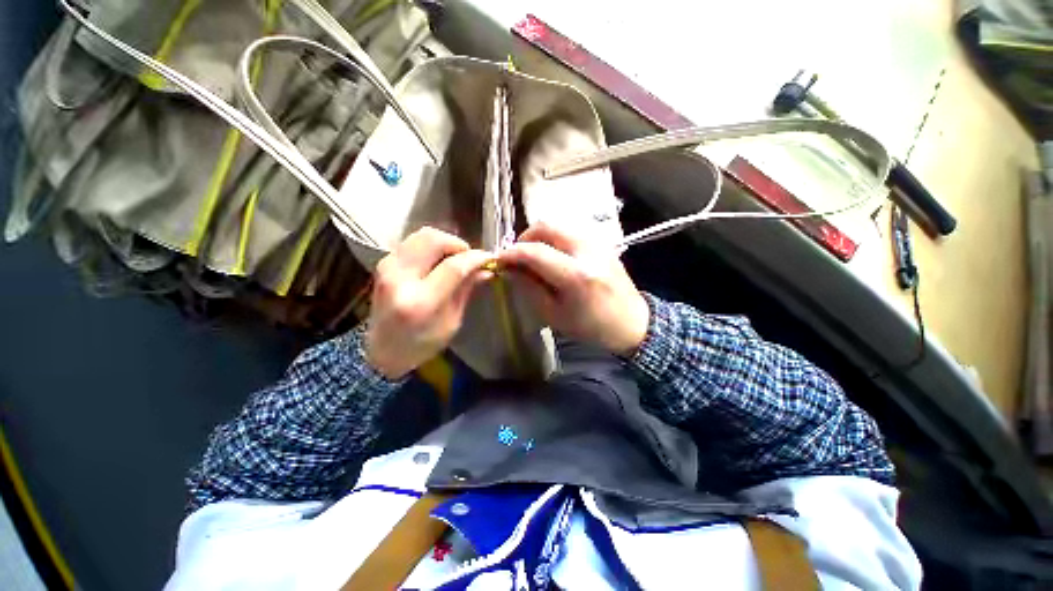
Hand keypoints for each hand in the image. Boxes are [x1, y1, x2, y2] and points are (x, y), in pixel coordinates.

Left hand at [366, 227, 492, 378]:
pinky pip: (412, 242)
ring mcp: (387, 268)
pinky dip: (431, 246)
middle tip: (469, 257)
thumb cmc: (421, 344)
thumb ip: (465, 290)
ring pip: (421, 235)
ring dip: (444, 242)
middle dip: (457, 244)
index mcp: (421, 301)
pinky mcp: (384, 263)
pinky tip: (439, 260)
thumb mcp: (451, 322)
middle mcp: (400, 279)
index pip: (453, 267)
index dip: (474, 258)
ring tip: (455, 258)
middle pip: (433, 240)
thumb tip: (485, 269)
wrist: (381, 351)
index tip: (488, 258)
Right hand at [498, 223, 649, 355]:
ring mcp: (597, 242)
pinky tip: (552, 255)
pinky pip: (569, 230)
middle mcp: (587, 250)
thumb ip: (529, 288)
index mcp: (576, 275)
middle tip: (517, 256)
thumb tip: (509, 269)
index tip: (499, 260)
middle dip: (524, 237)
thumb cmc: (591, 326)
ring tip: (533, 256)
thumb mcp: (554, 315)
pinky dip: (554, 237)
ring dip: (539, 236)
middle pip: (546, 226)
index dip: (512, 253)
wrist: (631, 322)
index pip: (535, 252)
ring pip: (558, 224)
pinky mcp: (601, 241)